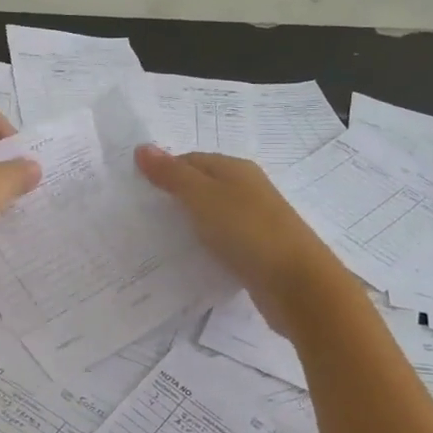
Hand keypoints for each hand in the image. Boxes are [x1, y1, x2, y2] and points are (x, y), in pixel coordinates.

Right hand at [135, 145, 349, 337]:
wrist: (297, 284)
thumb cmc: (248, 231)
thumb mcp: (203, 197)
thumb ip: (172, 175)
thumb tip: (142, 147)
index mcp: (236, 169)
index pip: (190, 160)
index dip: (163, 171)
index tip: (135, 191)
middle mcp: (247, 190)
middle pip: (202, 187)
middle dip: (173, 198)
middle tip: (139, 215)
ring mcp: (255, 222)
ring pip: (212, 216)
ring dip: (188, 224)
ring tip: (156, 239)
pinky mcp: (257, 252)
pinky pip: (223, 242)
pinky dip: (205, 246)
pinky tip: (189, 259)